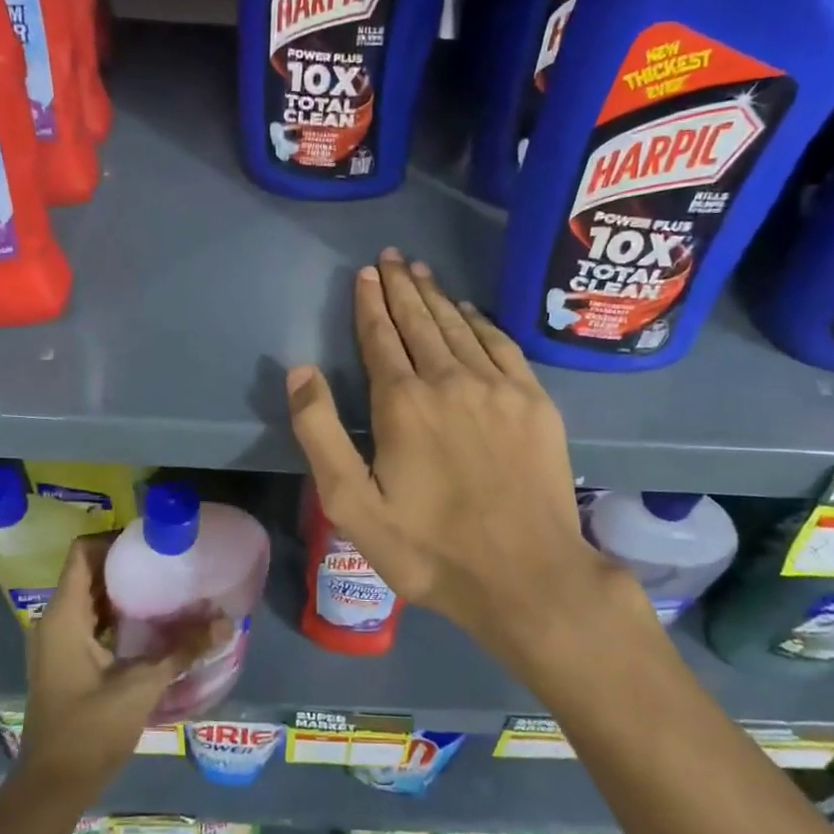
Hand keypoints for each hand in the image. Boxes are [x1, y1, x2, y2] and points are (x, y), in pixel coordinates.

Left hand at [17, 535, 221, 801]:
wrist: (53, 787)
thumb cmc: (90, 729)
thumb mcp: (142, 685)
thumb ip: (183, 649)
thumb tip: (226, 623)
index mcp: (64, 616)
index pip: (82, 552)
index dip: (114, 538)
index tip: (151, 540)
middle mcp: (55, 621)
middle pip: (87, 571)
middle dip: (125, 562)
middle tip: (167, 558)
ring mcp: (57, 642)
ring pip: (90, 597)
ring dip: (122, 588)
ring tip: (165, 583)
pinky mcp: (66, 661)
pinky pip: (90, 620)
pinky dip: (116, 613)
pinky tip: (150, 622)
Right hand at [286, 248, 635, 661]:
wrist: (527, 575)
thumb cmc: (430, 548)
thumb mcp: (352, 505)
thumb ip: (320, 433)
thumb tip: (300, 371)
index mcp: (403, 402)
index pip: (380, 337)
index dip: (370, 303)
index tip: (365, 273)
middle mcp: (450, 379)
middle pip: (420, 322)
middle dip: (401, 287)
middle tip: (391, 257)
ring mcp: (498, 387)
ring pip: (459, 326)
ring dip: (437, 297)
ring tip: (421, 272)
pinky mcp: (534, 401)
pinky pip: (501, 344)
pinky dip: (480, 322)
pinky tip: (469, 311)